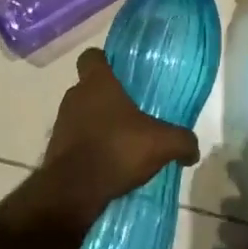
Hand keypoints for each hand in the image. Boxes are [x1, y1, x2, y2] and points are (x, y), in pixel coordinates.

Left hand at [42, 48, 200, 222]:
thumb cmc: (117, 149)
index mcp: (97, 83)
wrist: (74, 192)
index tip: (119, 72)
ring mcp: (61, 124)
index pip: (91, 56)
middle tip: (130, 112)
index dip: (103, 61)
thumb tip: (193, 150)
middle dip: (106, 98)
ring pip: (81, 115)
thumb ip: (182, 141)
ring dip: (96, 124)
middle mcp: (75, 97)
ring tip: (120, 142)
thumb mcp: (162, 144)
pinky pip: (75, 141)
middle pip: (89, 88)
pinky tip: (107, 164)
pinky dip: (88, 148)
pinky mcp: (55, 150)